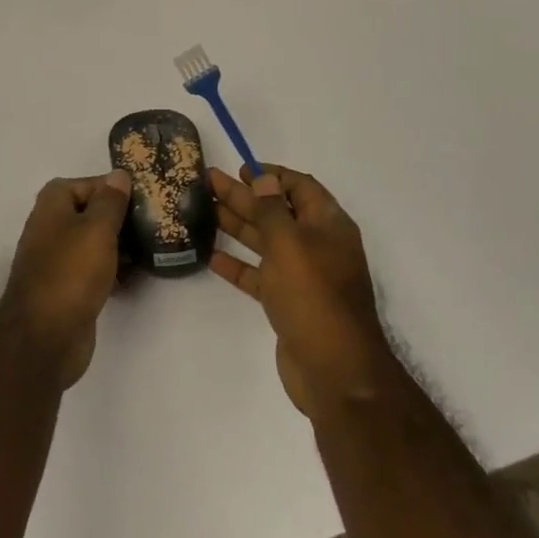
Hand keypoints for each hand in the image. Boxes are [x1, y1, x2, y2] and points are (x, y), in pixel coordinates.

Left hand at [0, 171, 132, 387]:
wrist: (45, 337)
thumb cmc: (71, 272)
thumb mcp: (96, 229)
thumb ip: (110, 201)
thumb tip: (118, 175)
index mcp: (51, 207)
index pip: (83, 183)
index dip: (109, 187)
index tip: (140, 196)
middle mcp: (50, 229)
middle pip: (88, 213)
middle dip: (118, 217)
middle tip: (152, 221)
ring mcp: (57, 261)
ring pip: (93, 243)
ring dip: (119, 245)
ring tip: (152, 247)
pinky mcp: (67, 289)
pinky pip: (93, 270)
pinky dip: (113, 270)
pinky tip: (136, 276)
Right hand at [209, 164, 395, 415]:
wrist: (334, 369)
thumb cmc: (313, 295)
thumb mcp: (290, 243)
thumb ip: (273, 209)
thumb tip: (266, 178)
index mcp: (327, 225)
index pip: (300, 187)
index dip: (271, 175)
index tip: (240, 169)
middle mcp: (317, 245)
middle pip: (277, 211)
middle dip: (244, 196)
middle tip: (208, 182)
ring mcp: (302, 275)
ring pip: (265, 242)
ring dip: (237, 225)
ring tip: (204, 210)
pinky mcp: (288, 302)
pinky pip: (259, 275)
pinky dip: (238, 265)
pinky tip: (211, 255)